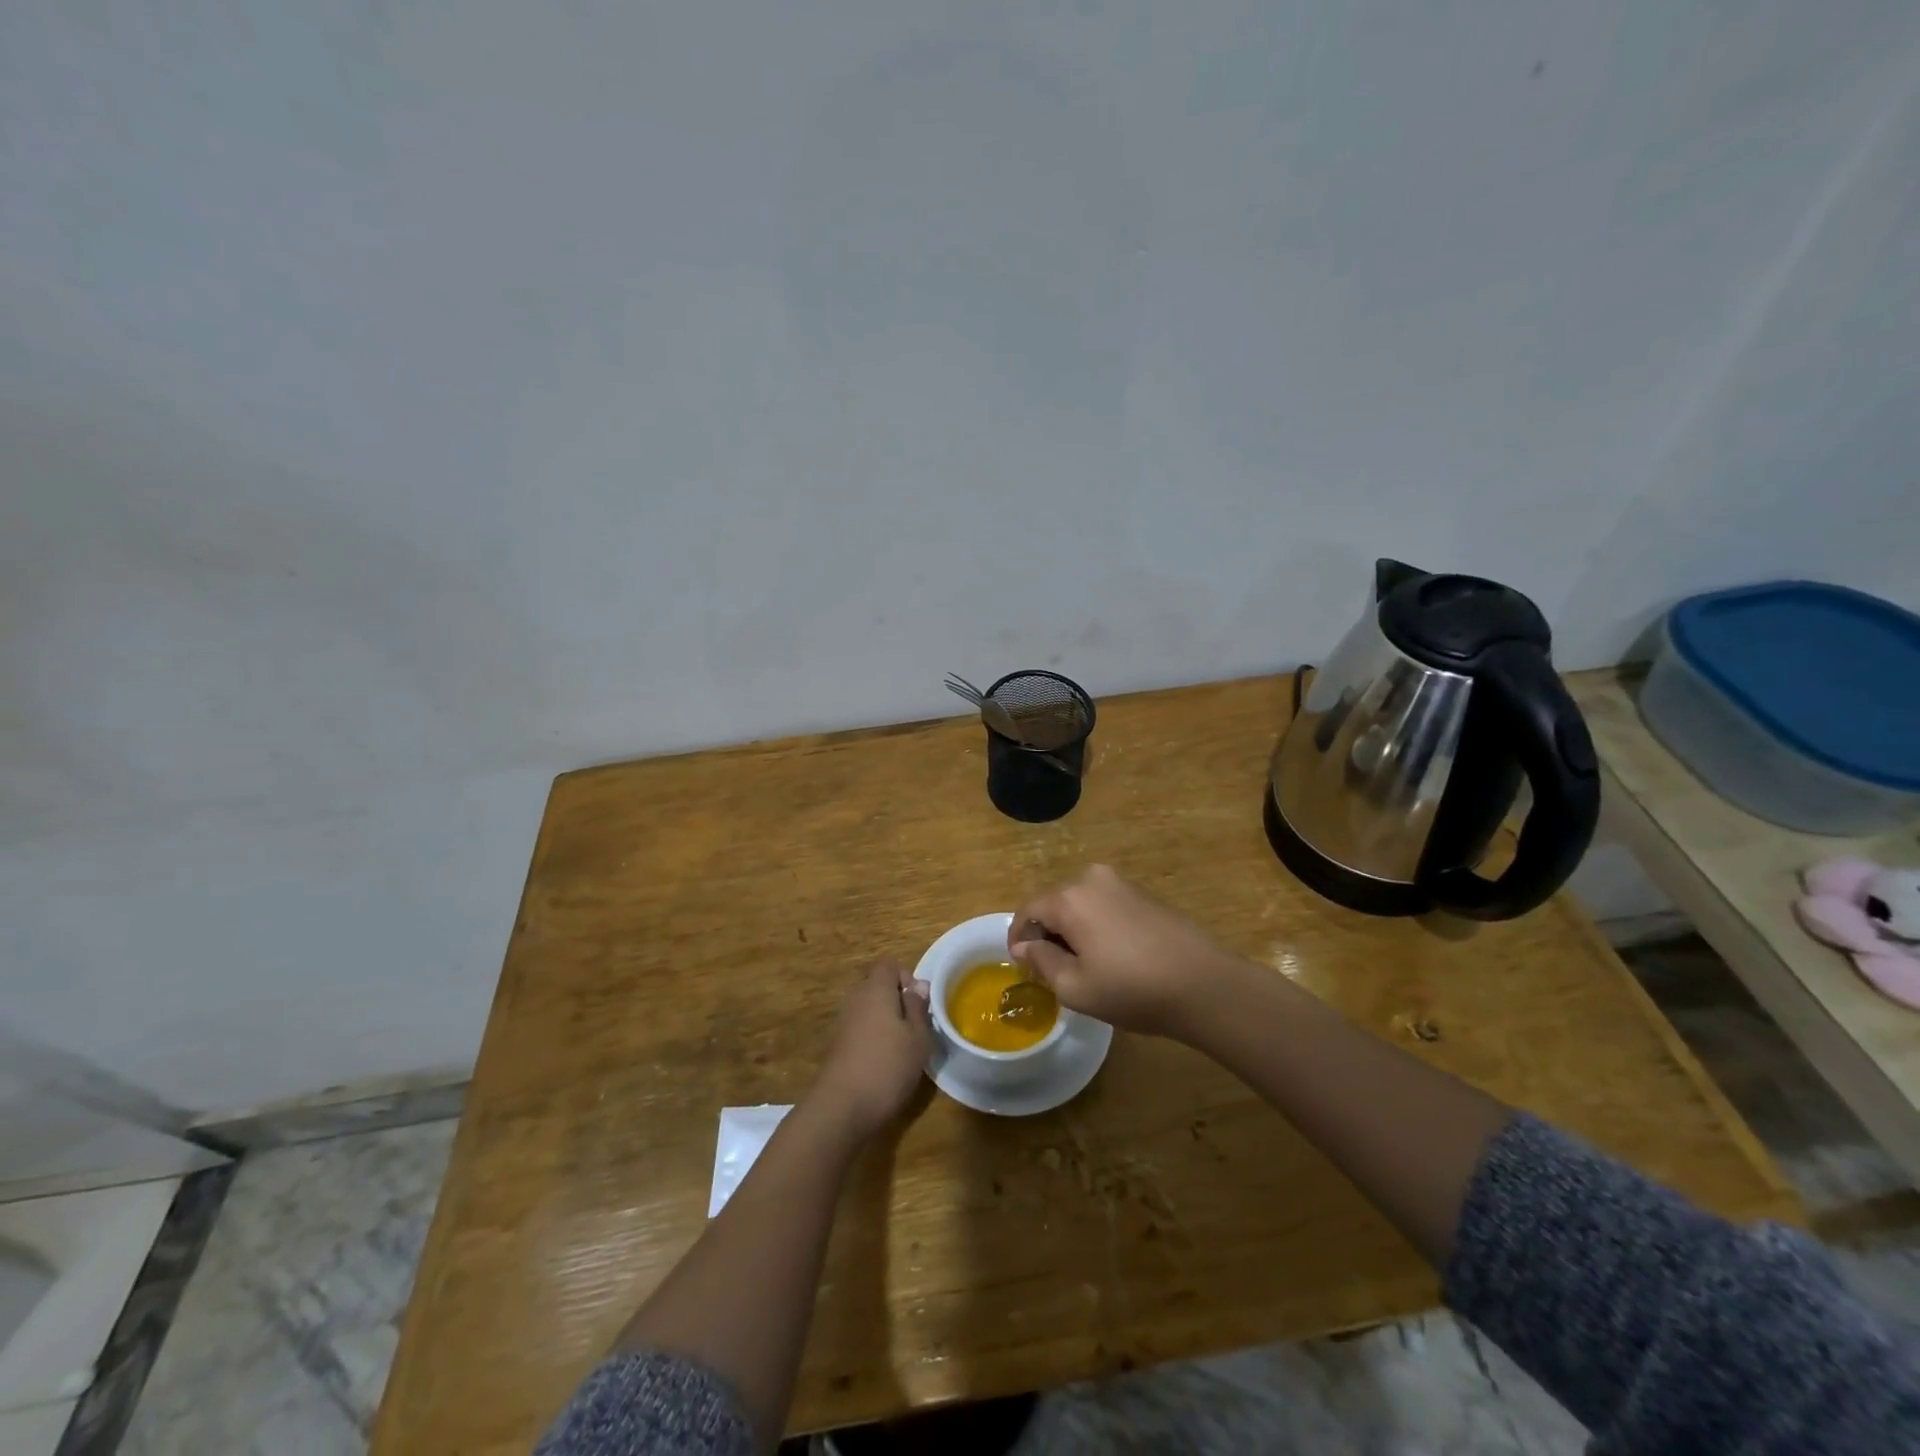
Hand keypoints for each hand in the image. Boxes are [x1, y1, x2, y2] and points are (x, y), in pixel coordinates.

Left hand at [809, 960, 933, 1139]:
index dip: (907, 977)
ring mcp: (842, 1023)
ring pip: (869, 1011)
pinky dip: (873, 1040)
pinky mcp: (836, 1046)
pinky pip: (860, 1030)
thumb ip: (918, 1008)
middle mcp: (855, 999)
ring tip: (903, 1050)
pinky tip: (884, 1065)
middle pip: (878, 987)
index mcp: (875, 989)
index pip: (889, 965)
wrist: (841, 1107)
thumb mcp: (918, 1037)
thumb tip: (917, 985)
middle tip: (916, 1028)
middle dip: (898, 1002)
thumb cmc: (888, 1066)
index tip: (920, 1002)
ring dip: (886, 1023)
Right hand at [1009, 864, 1246, 1038]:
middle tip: (1049, 968)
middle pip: (1054, 902)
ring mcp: (1122, 883)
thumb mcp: (1076, 987)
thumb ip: (1042, 962)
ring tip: (1080, 963)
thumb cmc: (1133, 989)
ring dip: (1072, 928)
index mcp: (1070, 898)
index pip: (1028, 910)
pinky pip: (1104, 904)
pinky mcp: (1144, 893)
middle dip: (1046, 932)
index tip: (1019, 964)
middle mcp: (1092, 879)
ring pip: (1080, 903)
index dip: (1018, 937)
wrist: (1205, 984)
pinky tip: (1110, 954)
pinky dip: (1096, 924)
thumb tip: (1025, 947)